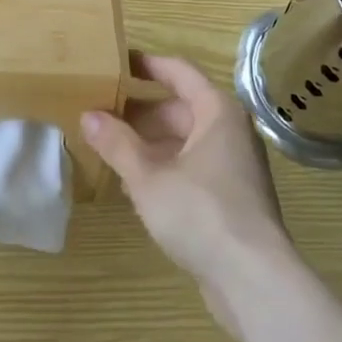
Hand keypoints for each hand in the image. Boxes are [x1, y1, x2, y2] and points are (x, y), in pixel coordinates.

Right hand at [81, 55, 293, 333]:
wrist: (253, 279)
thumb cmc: (201, 212)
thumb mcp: (148, 177)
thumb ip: (117, 144)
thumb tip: (88, 115)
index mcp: (217, 111)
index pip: (178, 72)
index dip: (146, 65)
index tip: (116, 62)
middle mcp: (230, 131)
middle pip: (180, 109)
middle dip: (140, 114)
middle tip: (101, 115)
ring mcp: (235, 166)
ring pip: (185, 142)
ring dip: (149, 145)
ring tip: (110, 151)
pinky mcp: (233, 198)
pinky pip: (193, 169)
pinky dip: (166, 170)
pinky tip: (137, 188)